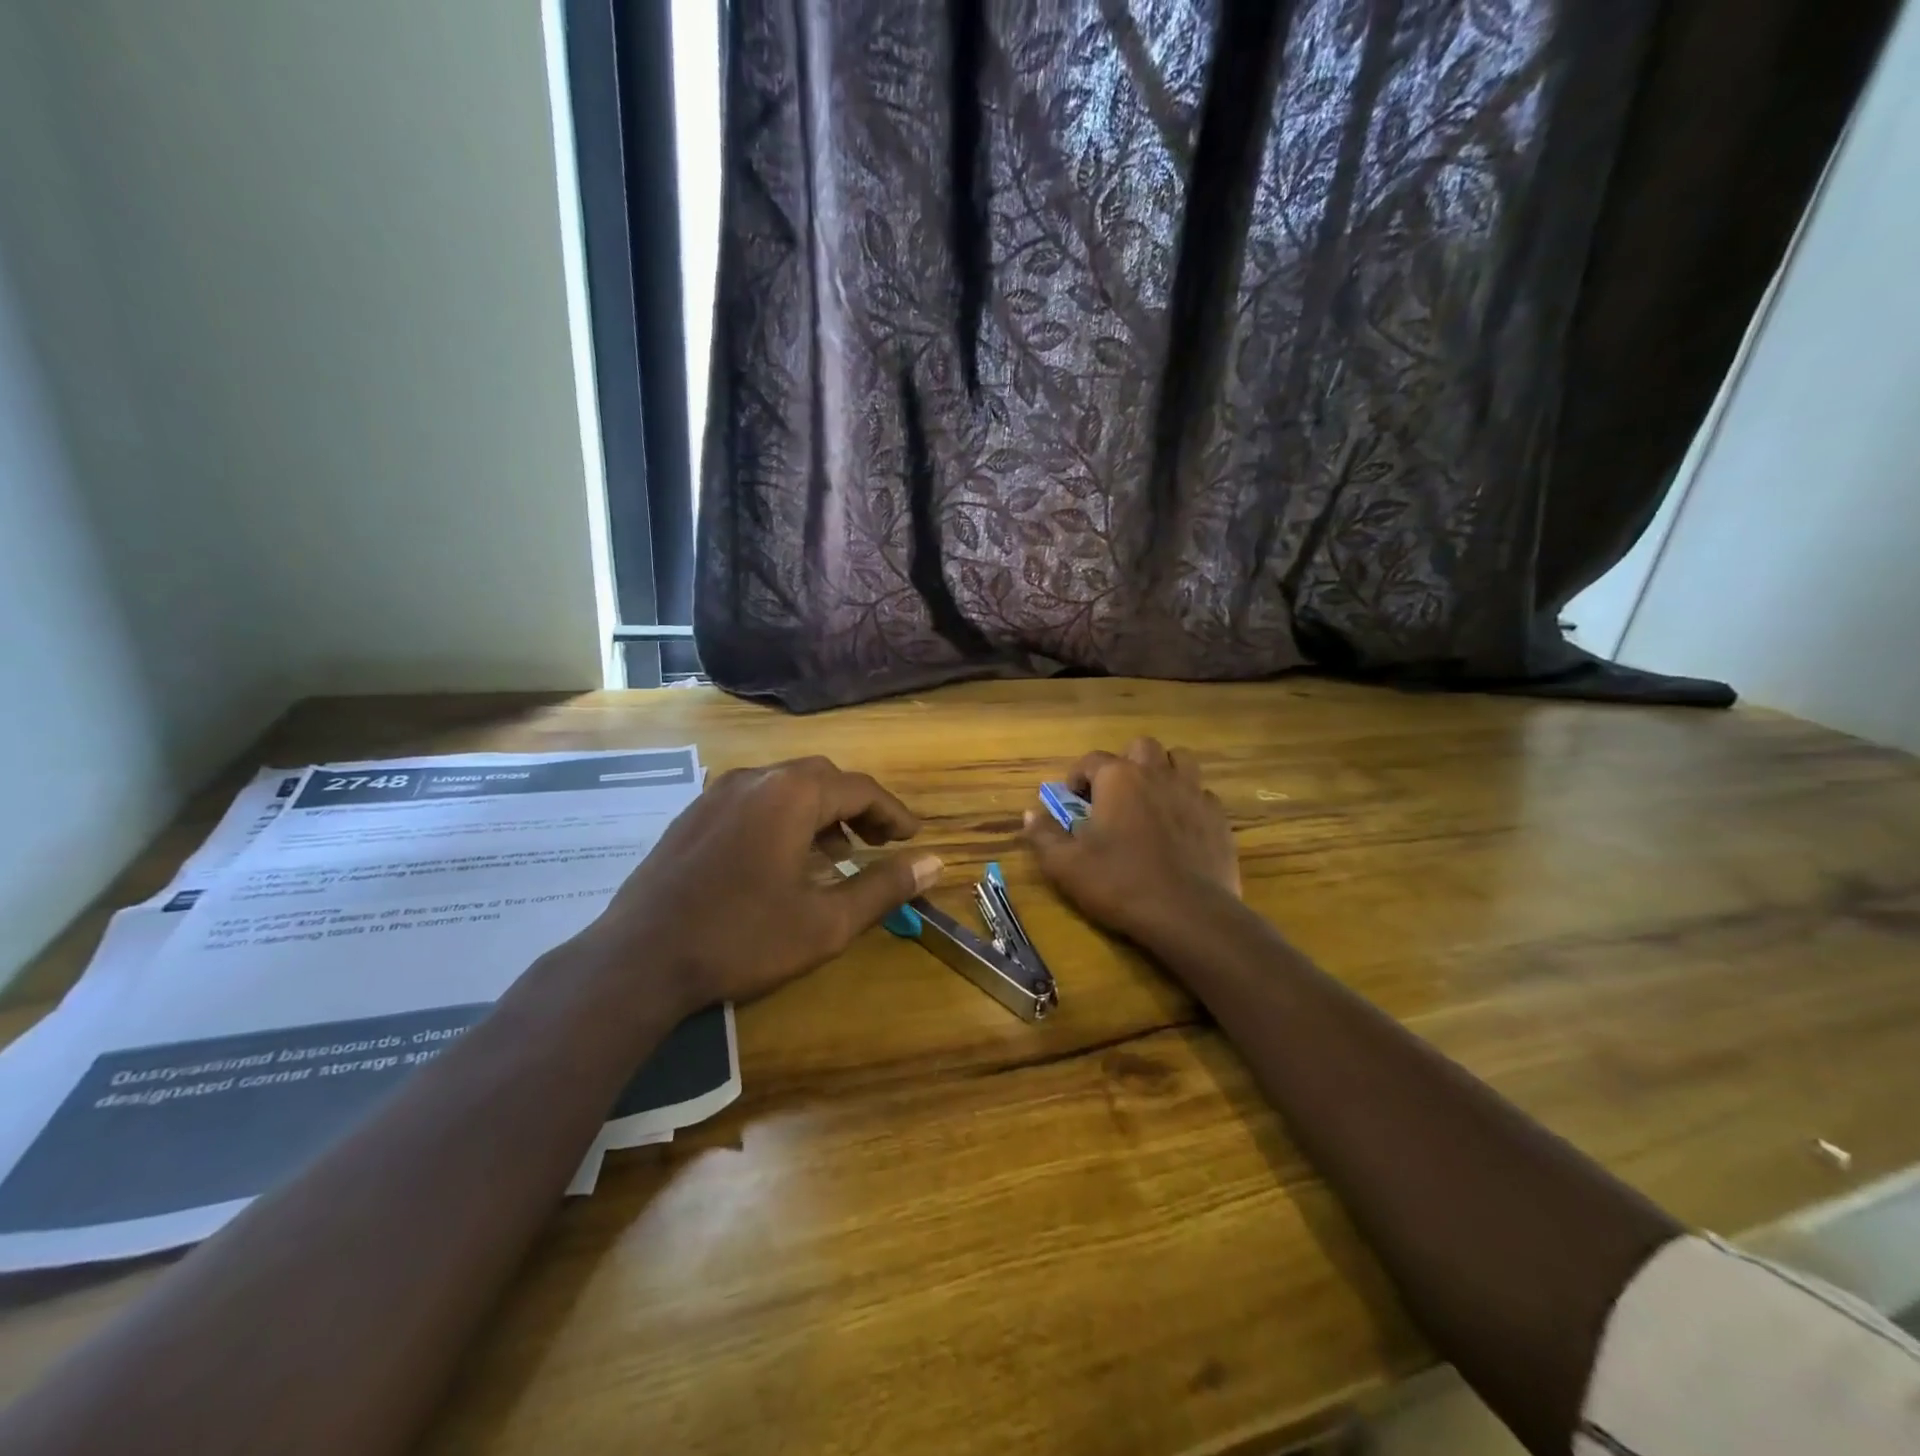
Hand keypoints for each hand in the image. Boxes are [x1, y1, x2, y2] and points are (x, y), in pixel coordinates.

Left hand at [567, 758, 942, 1012]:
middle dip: (857, 807)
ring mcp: (717, 793)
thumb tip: (936, 862)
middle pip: (822, 779)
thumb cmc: (741, 938)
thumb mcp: (826, 922)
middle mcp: (755, 778)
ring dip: (820, 812)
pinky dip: (783, 818)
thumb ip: (884, 887)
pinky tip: (781, 859)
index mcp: (792, 794)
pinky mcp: (693, 815)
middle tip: (878, 843)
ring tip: (835, 855)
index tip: (913, 838)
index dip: (893, 813)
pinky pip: (754, 800)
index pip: (860, 789)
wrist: (638, 959)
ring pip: (785, 787)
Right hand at [1024, 737, 1239, 944]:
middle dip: (1125, 763)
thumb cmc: (1120, 882)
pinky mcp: (1217, 817)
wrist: (1188, 913)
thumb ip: (1043, 835)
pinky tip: (1179, 827)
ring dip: (1163, 771)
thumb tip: (1030, 814)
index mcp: (1118, 778)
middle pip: (1141, 747)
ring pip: (1179, 760)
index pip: (1091, 760)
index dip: (1077, 777)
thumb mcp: (1066, 865)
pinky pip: (1201, 794)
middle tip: (1115, 795)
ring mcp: (1192, 792)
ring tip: (1151, 799)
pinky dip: (1187, 802)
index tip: (1073, 802)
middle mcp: (1157, 773)